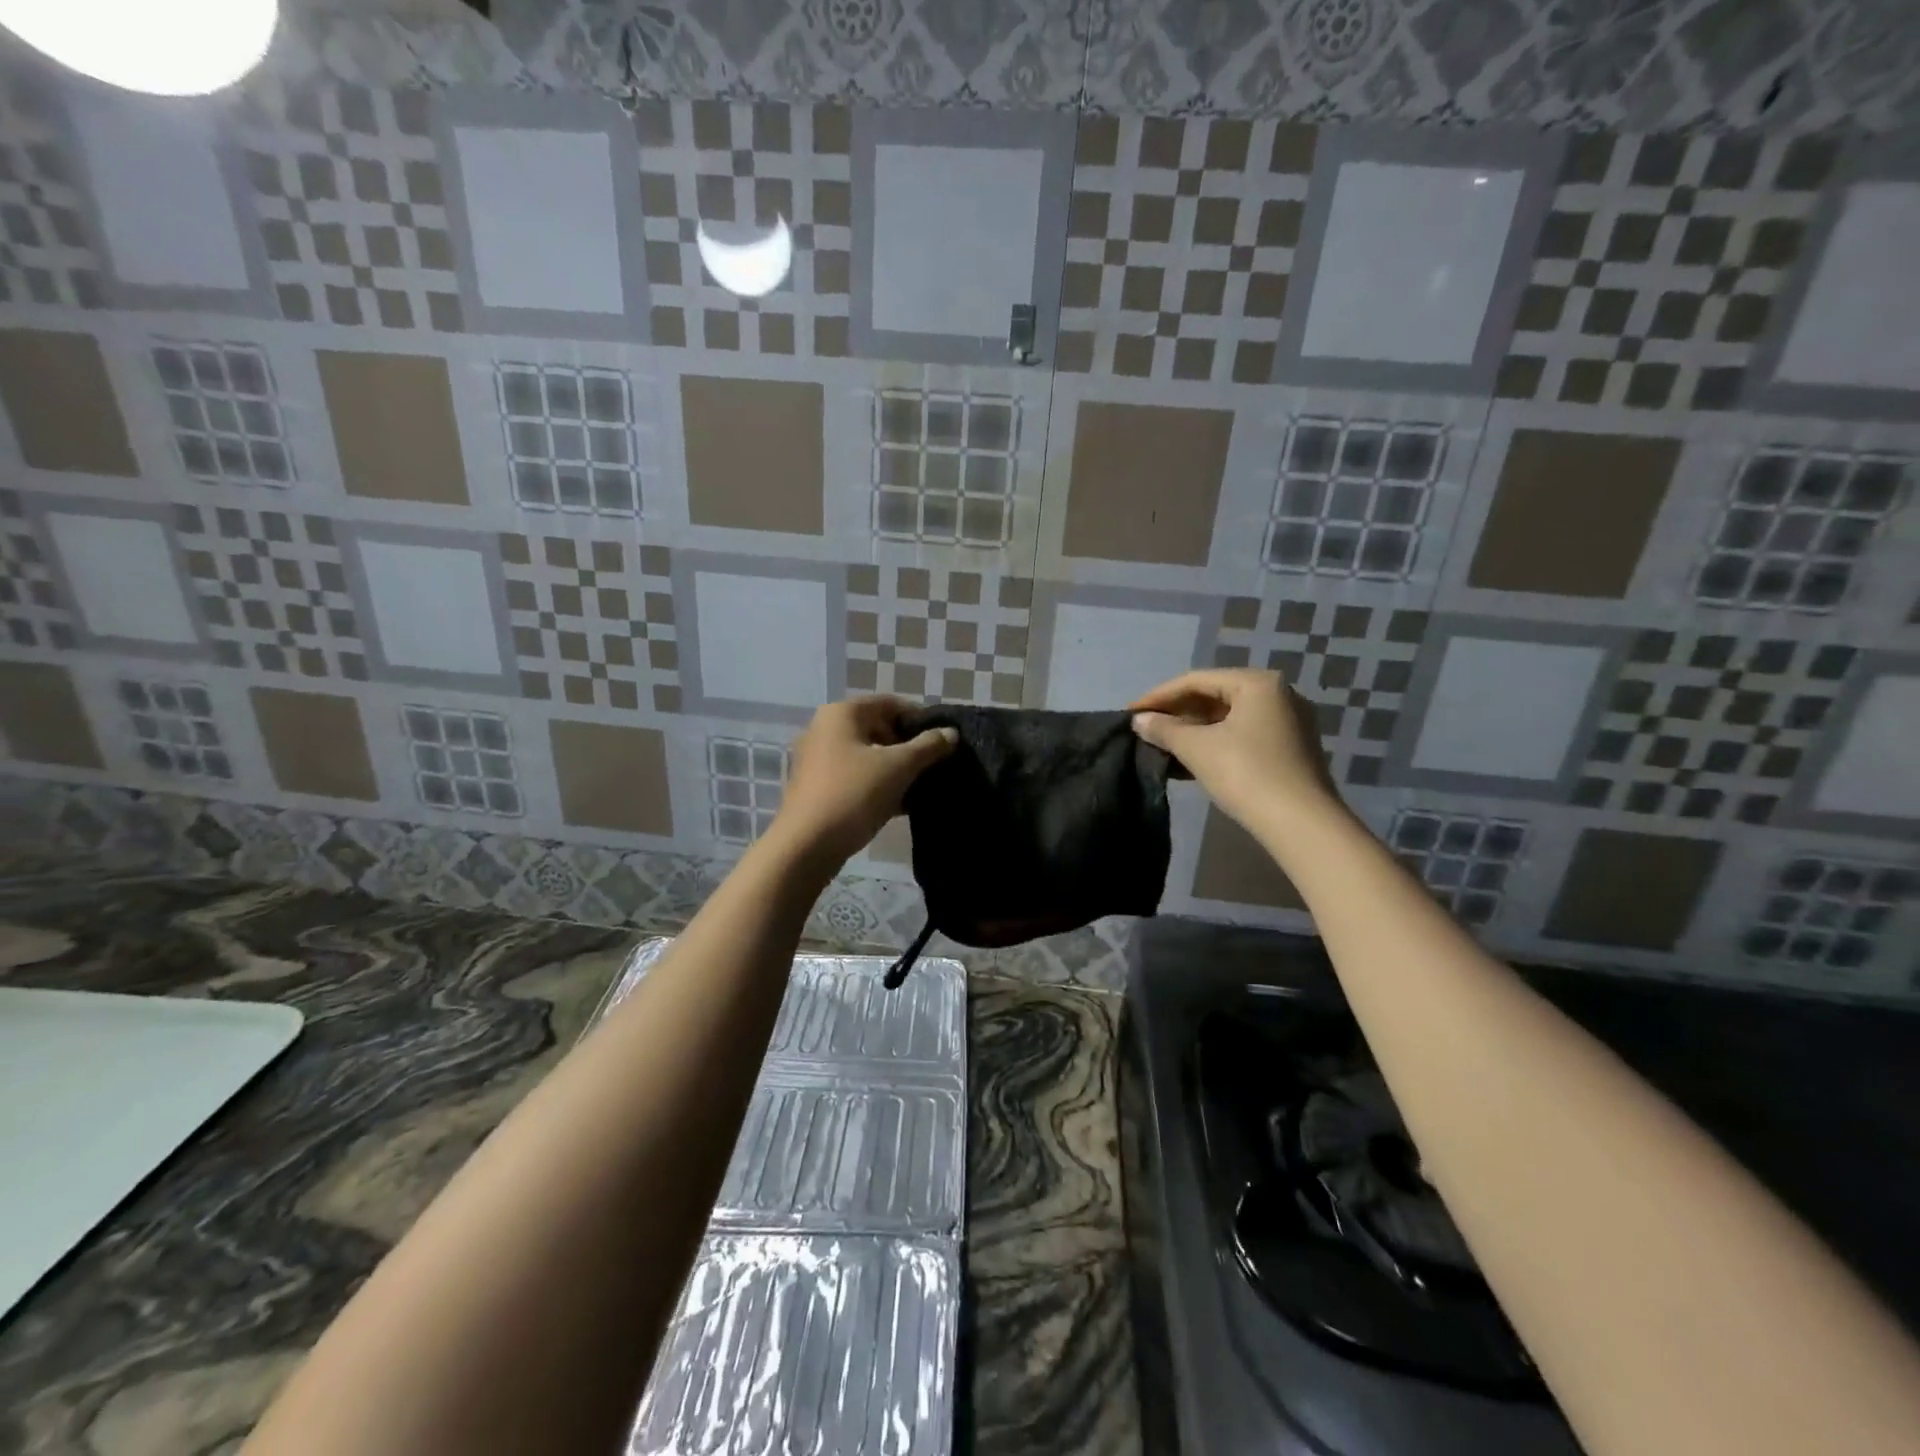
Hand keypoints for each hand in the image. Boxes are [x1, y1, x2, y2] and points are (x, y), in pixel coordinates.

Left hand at [772, 697, 957, 864]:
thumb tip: (951, 733)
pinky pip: (856, 776)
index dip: (920, 720)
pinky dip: (879, 785)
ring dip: (896, 769)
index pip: (891, 704)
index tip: (943, 742)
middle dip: (909, 747)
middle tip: (934, 766)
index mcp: (842, 713)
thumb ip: (929, 747)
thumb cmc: (854, 794)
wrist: (806, 846)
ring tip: (922, 787)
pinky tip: (902, 805)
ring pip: (868, 756)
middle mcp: (825, 729)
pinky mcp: (818, 787)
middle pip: (878, 728)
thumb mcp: (899, 767)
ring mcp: (818, 759)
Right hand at [1130, 669, 1337, 829]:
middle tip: (1145, 728)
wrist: (1301, 824)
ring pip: (1228, 718)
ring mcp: (1288, 723)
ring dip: (1193, 731)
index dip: (1158, 696)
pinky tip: (1188, 761)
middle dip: (1176, 713)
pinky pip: (1242, 736)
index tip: (1129, 713)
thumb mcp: (1197, 749)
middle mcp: (1278, 694)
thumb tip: (1139, 720)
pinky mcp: (1290, 750)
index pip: (1196, 680)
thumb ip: (1165, 729)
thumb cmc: (1246, 774)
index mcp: (1258, 683)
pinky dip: (1214, 744)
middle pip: (1214, 696)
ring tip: (1161, 746)